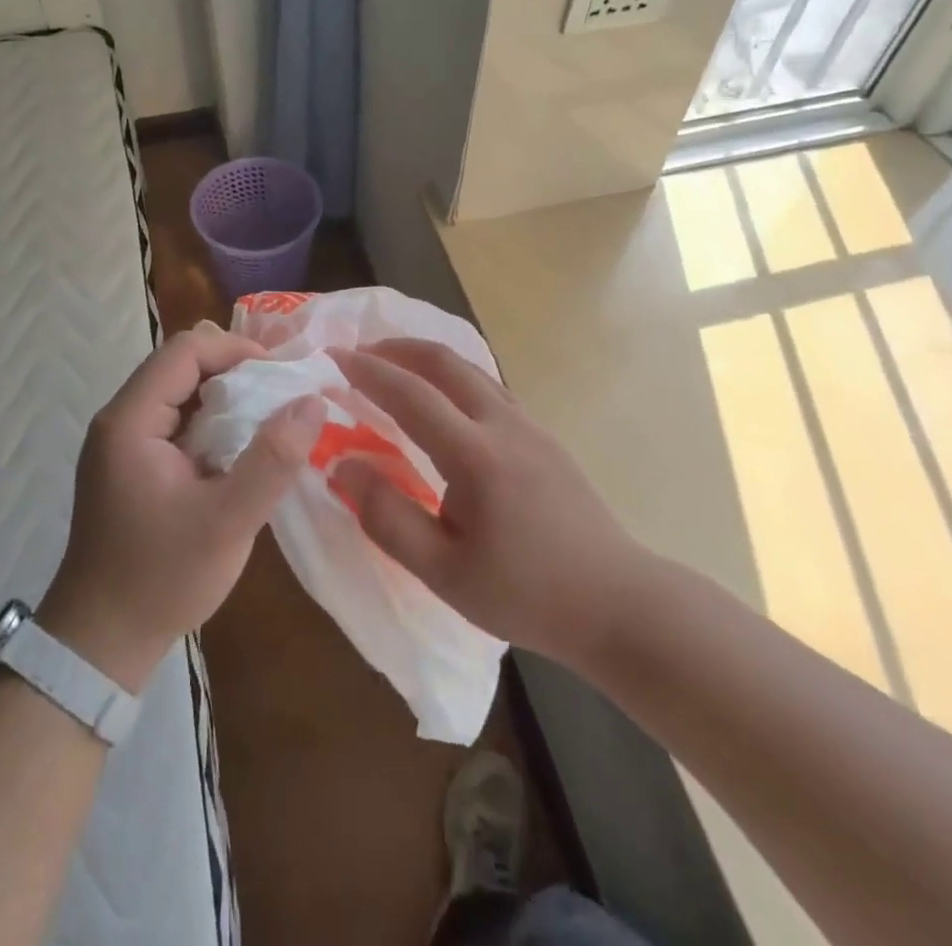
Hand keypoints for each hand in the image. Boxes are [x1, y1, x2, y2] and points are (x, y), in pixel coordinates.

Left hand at [39, 321, 320, 692]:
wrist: (100, 644)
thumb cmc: (161, 579)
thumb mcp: (228, 521)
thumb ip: (272, 459)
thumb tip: (312, 401)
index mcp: (131, 420)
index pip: (185, 350)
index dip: (236, 350)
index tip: (281, 375)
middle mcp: (120, 419)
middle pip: (180, 365)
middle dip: (235, 371)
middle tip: (281, 397)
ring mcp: (122, 443)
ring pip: (180, 393)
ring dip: (225, 398)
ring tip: (269, 420)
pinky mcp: (130, 465)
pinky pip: (175, 423)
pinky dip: (211, 424)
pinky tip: (240, 451)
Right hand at [329, 339, 651, 668]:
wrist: (618, 603)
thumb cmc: (526, 594)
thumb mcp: (443, 571)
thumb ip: (387, 516)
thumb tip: (342, 464)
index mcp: (476, 455)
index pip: (411, 395)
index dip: (368, 372)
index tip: (334, 356)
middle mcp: (504, 425)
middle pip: (445, 362)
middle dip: (397, 349)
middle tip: (360, 353)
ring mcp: (529, 426)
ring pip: (471, 369)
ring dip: (427, 359)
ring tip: (394, 367)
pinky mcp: (543, 437)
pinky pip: (489, 387)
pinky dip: (453, 376)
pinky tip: (443, 400)